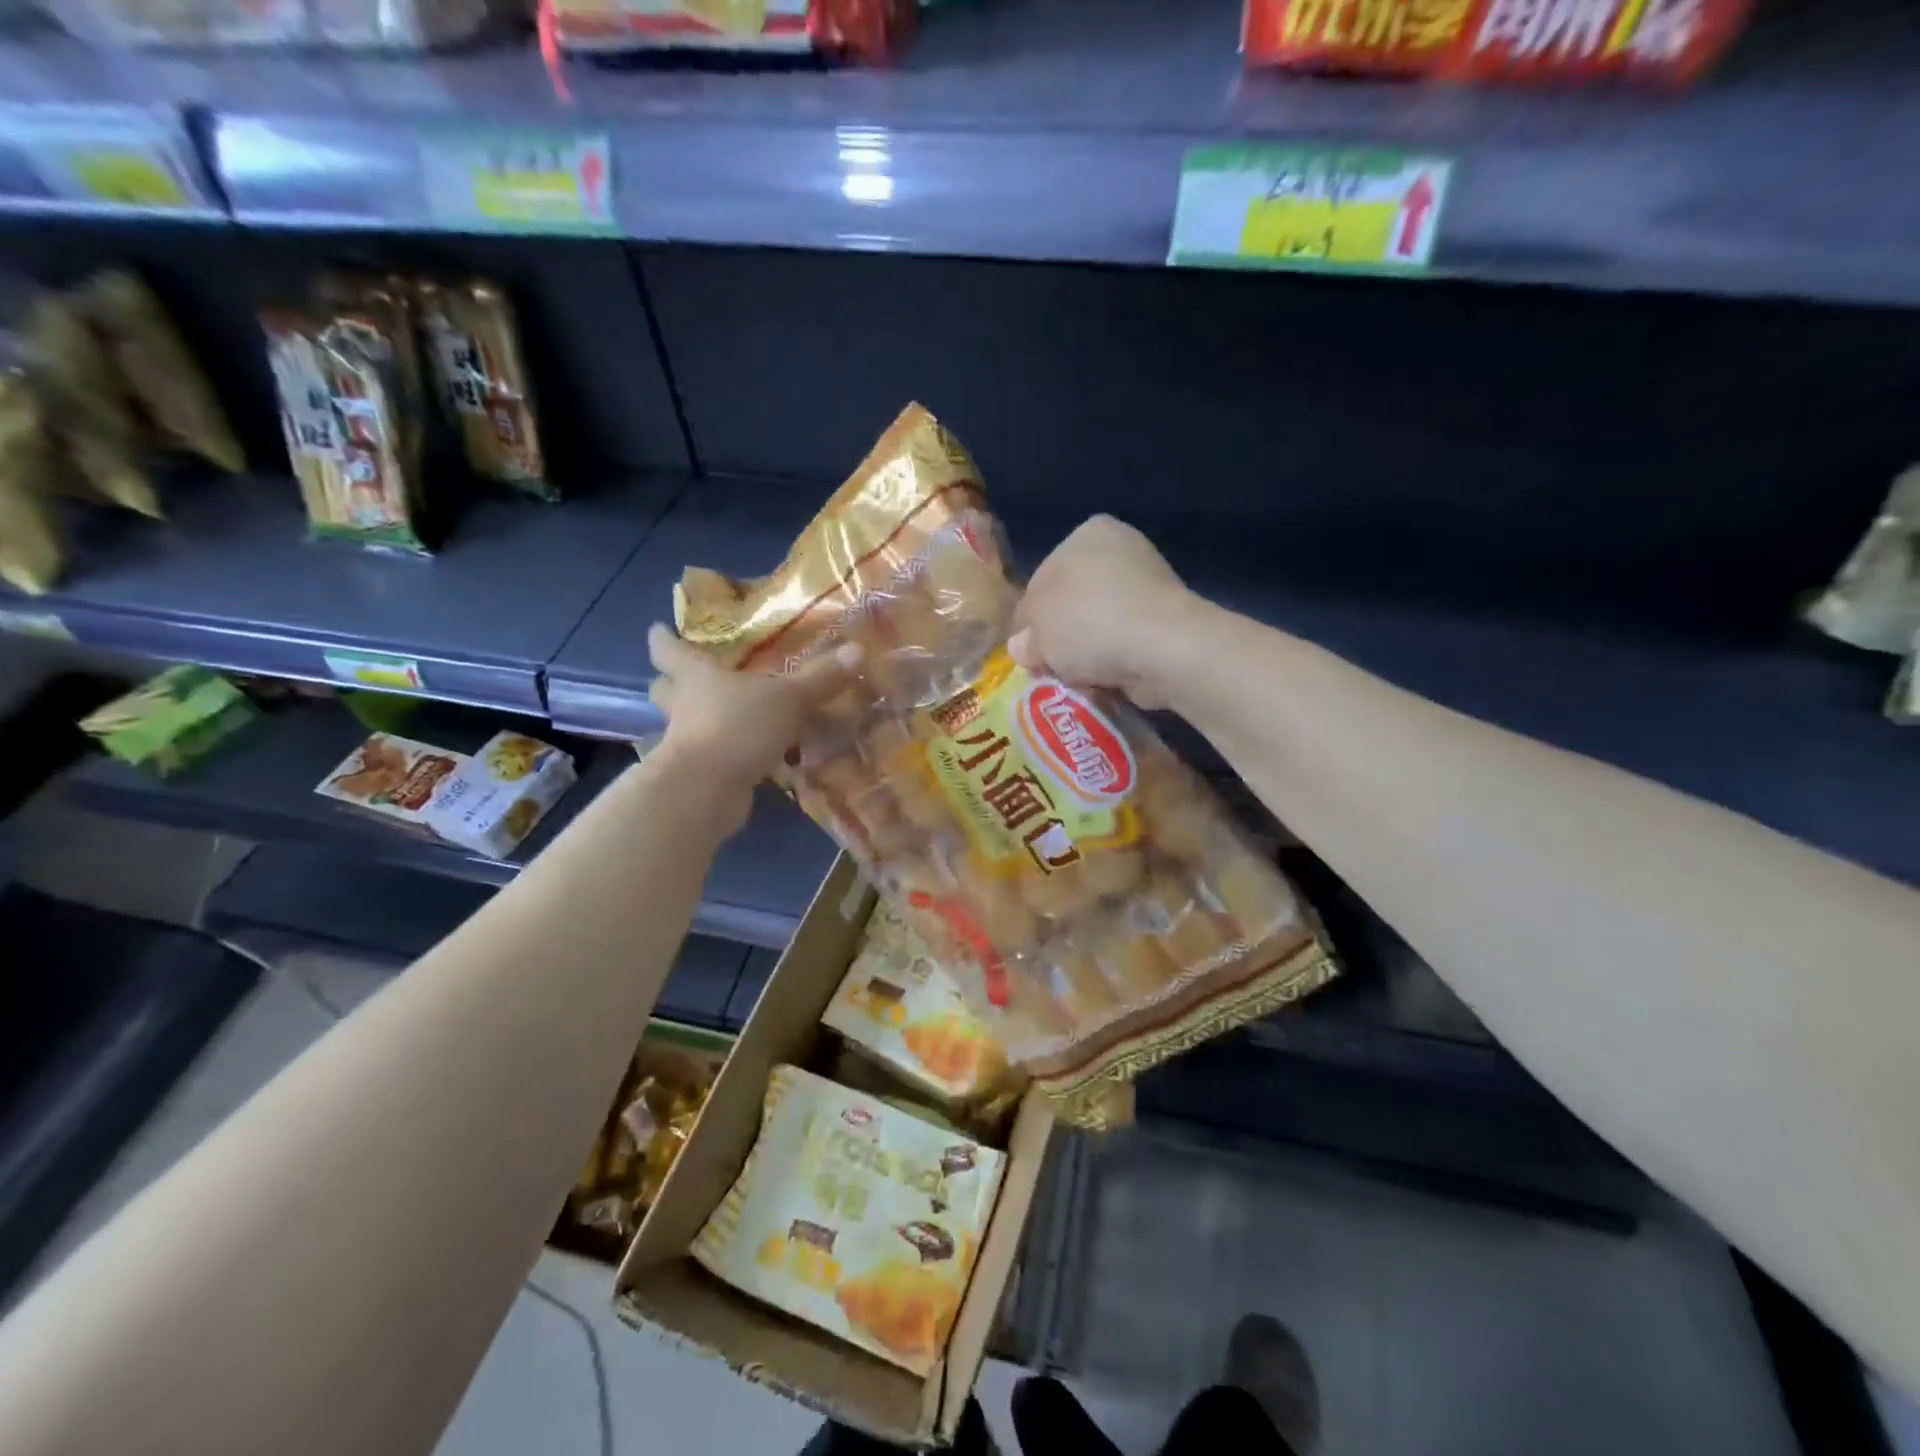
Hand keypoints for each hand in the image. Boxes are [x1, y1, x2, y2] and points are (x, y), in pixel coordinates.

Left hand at [646, 624, 860, 812]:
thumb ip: (820, 678)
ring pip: (684, 726)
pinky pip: (711, 758)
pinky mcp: (699, 776)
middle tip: (686, 677)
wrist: (706, 790)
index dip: (665, 639)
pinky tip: (748, 757)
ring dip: (698, 722)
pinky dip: (725, 756)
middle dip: (671, 684)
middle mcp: (684, 707)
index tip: (658, 630)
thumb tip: (857, 650)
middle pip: (665, 690)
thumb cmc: (738, 727)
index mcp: (697, 676)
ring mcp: (686, 744)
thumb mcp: (787, 698)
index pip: (670, 650)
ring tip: (723, 718)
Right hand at [1007, 516, 1197, 708]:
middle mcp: (1122, 550)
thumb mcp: (1037, 630)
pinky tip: (1105, 678)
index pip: (1042, 578)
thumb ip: (1024, 637)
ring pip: (1098, 625)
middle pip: (1072, 602)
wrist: (1162, 649)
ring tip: (1077, 676)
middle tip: (1049, 666)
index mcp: (1088, 533)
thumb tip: (1022, 647)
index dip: (1030, 618)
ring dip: (1086, 652)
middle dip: (1060, 636)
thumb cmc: (1089, 622)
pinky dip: (1114, 660)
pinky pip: (1125, 643)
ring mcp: (1149, 585)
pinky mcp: (1168, 621)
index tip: (1028, 649)